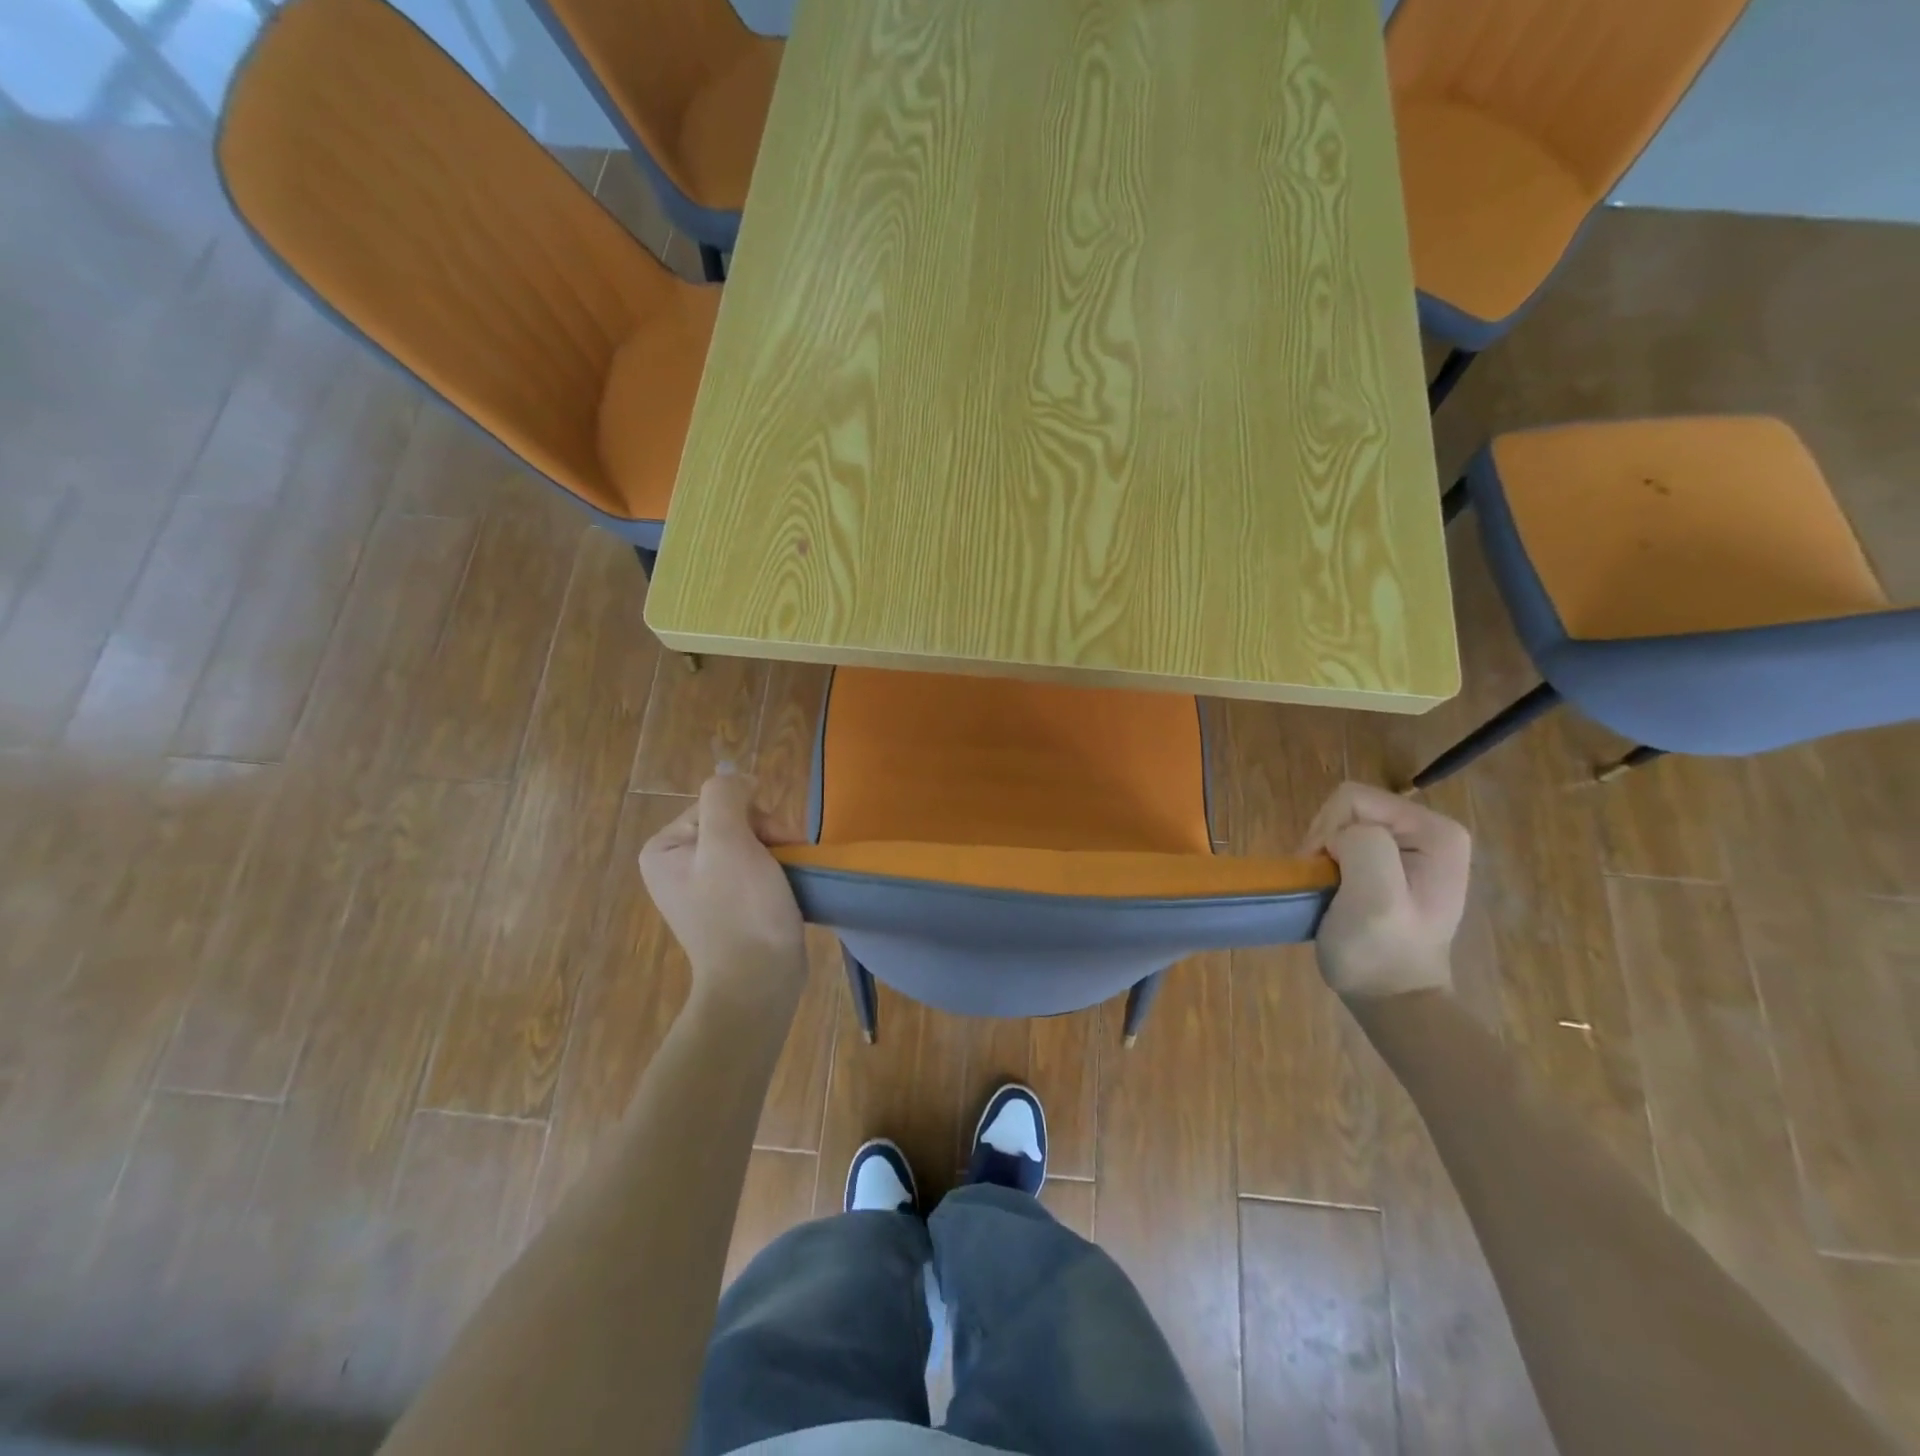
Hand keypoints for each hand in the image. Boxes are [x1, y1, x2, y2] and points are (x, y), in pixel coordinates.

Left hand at [639, 772, 806, 1012]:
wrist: (759, 983)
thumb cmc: (741, 911)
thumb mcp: (728, 842)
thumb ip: (726, 796)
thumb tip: (740, 780)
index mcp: (664, 848)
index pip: (717, 803)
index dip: (751, 815)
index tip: (772, 843)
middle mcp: (678, 864)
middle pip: (735, 821)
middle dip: (767, 835)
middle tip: (786, 860)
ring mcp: (704, 887)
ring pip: (752, 843)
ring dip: (778, 852)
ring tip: (791, 877)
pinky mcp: (729, 905)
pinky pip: (757, 867)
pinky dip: (777, 871)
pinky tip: (788, 888)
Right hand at [1300, 782, 1469, 1001]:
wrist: (1391, 998)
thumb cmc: (1380, 951)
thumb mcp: (1375, 898)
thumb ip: (1364, 846)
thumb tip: (1340, 839)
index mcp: (1436, 831)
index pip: (1353, 799)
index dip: (1328, 833)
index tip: (1328, 875)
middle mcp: (1429, 831)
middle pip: (1348, 808)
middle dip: (1325, 842)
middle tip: (1325, 885)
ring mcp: (1412, 847)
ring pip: (1341, 824)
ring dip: (1323, 854)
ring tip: (1329, 891)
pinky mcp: (1392, 863)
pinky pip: (1345, 842)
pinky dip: (1329, 863)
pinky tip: (1334, 890)